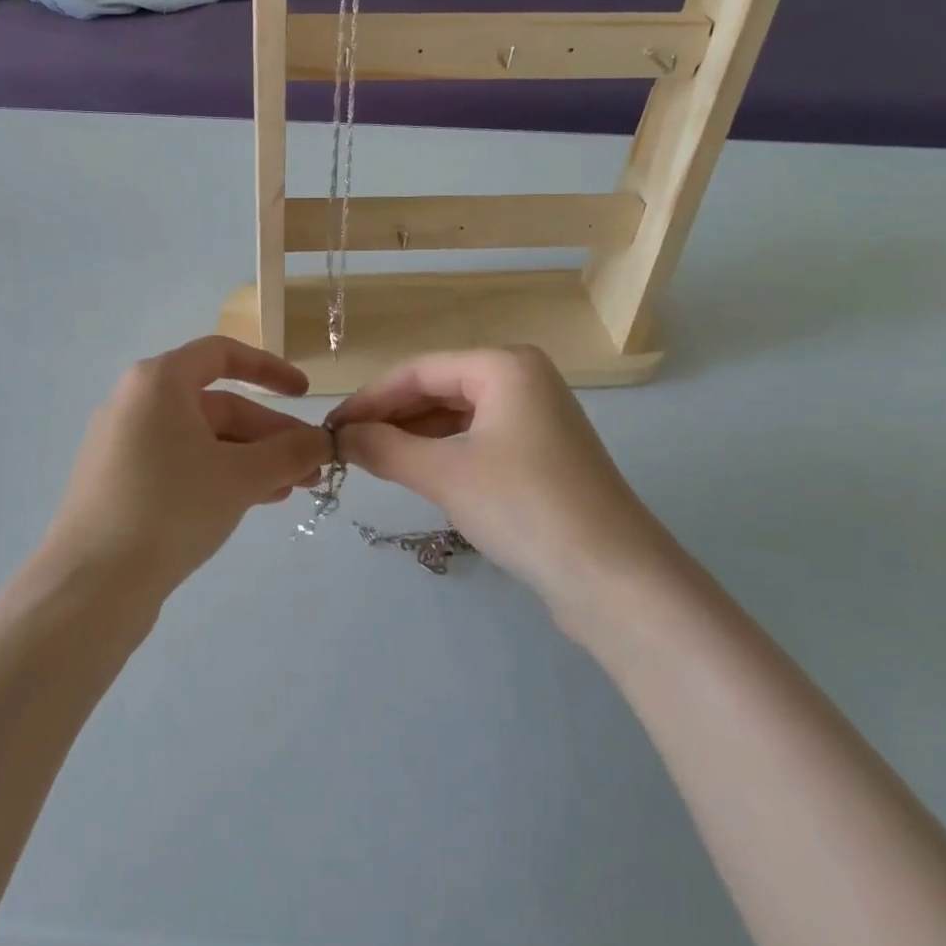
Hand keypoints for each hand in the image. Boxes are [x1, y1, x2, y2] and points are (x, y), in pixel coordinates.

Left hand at [42, 337, 331, 600]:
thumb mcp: (240, 477)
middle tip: (311, 465)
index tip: (306, 394)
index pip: (223, 354)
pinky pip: (181, 464)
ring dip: (251, 459)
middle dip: (269, 434)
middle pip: (218, 404)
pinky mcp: (121, 481)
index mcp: (159, 382)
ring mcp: (125, 444)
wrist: (91, 584)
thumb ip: (288, 453)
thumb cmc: (170, 509)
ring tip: (292, 489)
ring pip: (203, 440)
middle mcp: (138, 402)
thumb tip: (324, 441)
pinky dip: (220, 475)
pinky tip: (253, 501)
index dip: (270, 369)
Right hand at [330, 347, 672, 610]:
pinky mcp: (541, 454)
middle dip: (391, 417)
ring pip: (457, 416)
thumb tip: (339, 436)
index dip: (370, 398)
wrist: (614, 579)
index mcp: (505, 365)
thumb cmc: (524, 507)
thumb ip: (383, 447)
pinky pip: (478, 439)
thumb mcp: (443, 474)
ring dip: (413, 436)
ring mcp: (536, 418)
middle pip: (438, 388)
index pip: (419, 370)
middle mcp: (523, 379)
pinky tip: (416, 472)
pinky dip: (442, 452)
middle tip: (346, 447)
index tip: (331, 427)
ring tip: (372, 460)